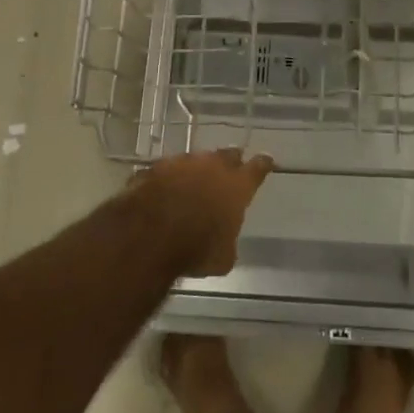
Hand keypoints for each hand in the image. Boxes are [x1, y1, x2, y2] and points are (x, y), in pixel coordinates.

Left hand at [130, 149, 274, 277]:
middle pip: (228, 155)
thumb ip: (228, 239)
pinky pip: (167, 169)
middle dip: (231, 162)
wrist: (147, 238)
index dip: (263, 164)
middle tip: (230, 172)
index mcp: (237, 186)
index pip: (258, 167)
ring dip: (197, 170)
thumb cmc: (195, 250)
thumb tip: (224, 239)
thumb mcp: (222, 258)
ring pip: (196, 159)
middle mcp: (212, 166)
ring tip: (192, 184)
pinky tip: (164, 190)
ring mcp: (182, 162)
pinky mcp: (155, 167)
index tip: (266, 161)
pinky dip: (169, 178)